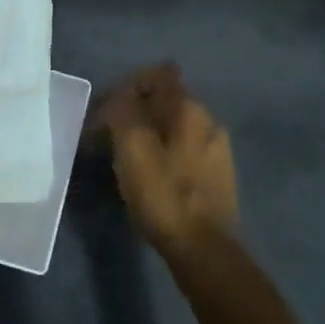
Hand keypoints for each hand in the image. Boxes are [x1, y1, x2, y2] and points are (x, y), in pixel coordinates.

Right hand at [91, 63, 237, 254]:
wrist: (204, 250)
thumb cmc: (163, 194)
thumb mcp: (131, 147)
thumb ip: (122, 111)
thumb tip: (118, 98)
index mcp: (189, 108)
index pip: (159, 73)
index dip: (129, 84)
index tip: (107, 109)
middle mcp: (208, 121)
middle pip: (164, 101)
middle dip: (133, 112)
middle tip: (107, 137)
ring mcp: (217, 149)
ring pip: (174, 127)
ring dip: (147, 135)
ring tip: (123, 160)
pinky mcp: (218, 176)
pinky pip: (183, 151)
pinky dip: (162, 155)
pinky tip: (148, 178)